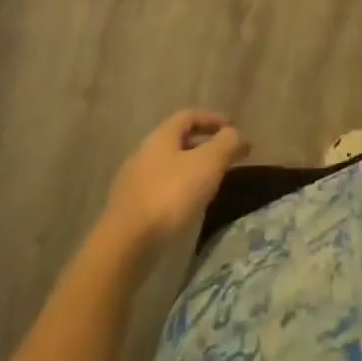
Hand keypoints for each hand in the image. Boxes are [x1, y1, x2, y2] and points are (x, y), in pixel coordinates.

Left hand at [102, 109, 249, 258]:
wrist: (125, 245)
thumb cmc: (170, 195)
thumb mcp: (207, 164)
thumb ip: (226, 143)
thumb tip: (236, 134)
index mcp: (161, 136)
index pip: (189, 115)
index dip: (213, 118)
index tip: (233, 128)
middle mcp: (144, 152)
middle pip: (178, 140)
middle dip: (204, 145)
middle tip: (226, 158)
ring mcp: (134, 181)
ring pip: (169, 166)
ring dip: (192, 169)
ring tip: (211, 184)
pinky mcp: (130, 209)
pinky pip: (160, 189)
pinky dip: (179, 190)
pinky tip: (188, 207)